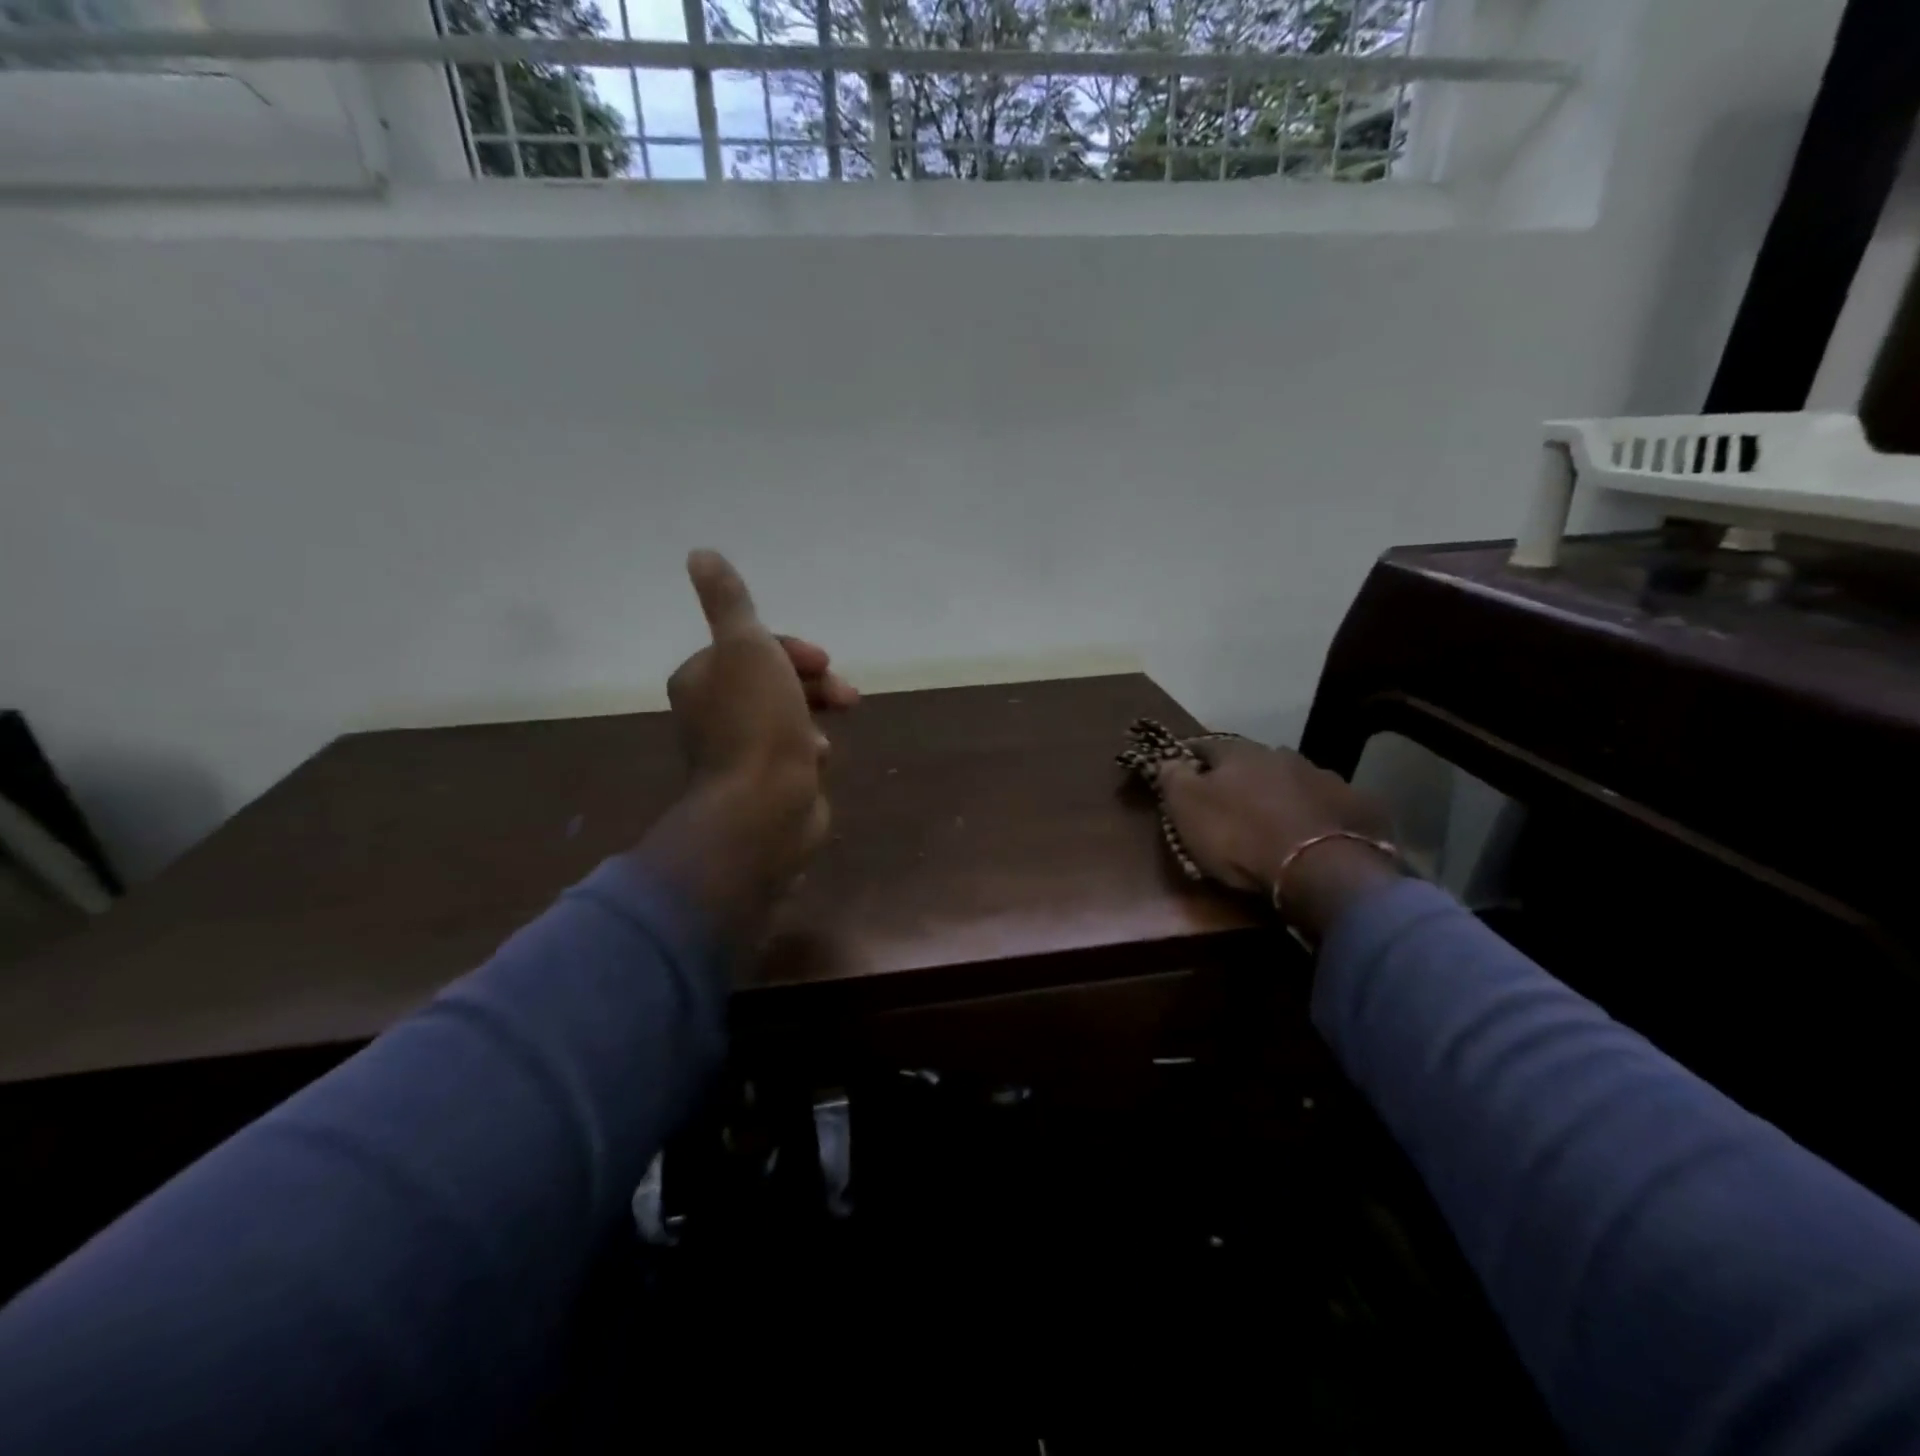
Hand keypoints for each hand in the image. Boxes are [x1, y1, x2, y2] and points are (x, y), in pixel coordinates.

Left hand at [641, 551, 856, 936]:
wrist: (765, 808)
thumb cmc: (756, 723)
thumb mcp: (745, 647)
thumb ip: (729, 602)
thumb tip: (700, 553)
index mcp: (702, 679)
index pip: (752, 647)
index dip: (792, 649)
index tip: (823, 660)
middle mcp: (714, 713)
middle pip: (774, 680)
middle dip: (813, 682)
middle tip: (845, 694)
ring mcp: (740, 751)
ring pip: (789, 714)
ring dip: (816, 713)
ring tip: (831, 732)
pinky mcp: (765, 781)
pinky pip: (795, 749)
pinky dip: (812, 747)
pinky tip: (818, 759)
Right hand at [1156, 739, 1399, 940]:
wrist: (1321, 868)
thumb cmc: (1240, 836)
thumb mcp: (1187, 808)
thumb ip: (1172, 778)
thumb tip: (1168, 759)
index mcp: (1239, 751)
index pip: (1204, 746)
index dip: (1189, 760)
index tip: (1180, 775)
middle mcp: (1282, 755)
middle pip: (1252, 763)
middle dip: (1240, 779)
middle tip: (1230, 806)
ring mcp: (1324, 778)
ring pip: (1291, 782)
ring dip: (1279, 795)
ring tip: (1273, 823)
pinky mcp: (1357, 806)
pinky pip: (1327, 806)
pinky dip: (1315, 815)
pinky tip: (1311, 835)